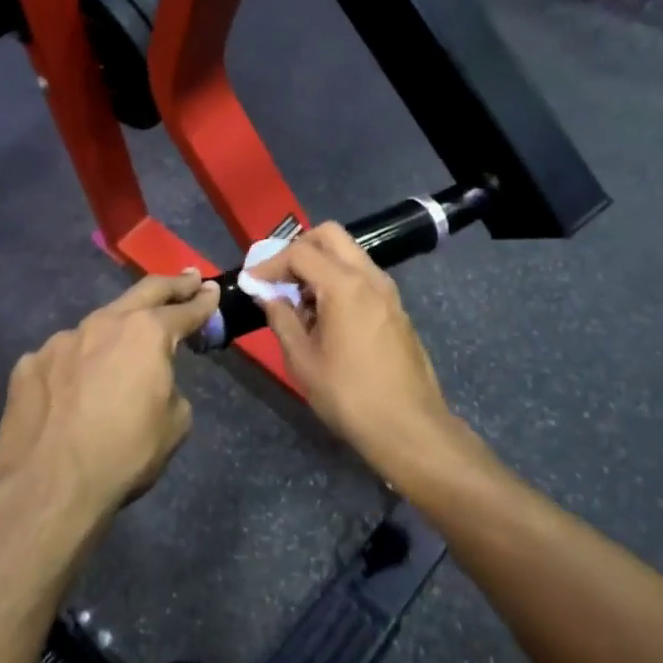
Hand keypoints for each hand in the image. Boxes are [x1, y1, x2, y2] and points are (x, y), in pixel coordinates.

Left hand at [0, 271, 218, 520]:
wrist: (48, 487)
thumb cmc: (124, 455)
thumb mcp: (175, 425)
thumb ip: (170, 388)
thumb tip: (154, 383)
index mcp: (147, 334)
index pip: (184, 310)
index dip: (203, 301)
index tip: (212, 290)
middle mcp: (104, 323)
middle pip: (144, 292)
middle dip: (171, 285)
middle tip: (188, 279)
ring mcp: (61, 340)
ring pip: (97, 326)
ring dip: (116, 331)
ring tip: (122, 347)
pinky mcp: (30, 363)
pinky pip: (62, 357)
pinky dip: (76, 365)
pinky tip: (74, 390)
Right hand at [246, 224, 459, 477]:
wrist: (409, 427)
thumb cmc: (349, 395)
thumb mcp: (303, 361)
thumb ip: (282, 319)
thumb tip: (269, 296)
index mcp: (344, 285)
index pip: (300, 252)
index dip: (271, 263)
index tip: (252, 281)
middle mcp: (369, 277)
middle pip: (330, 236)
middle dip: (299, 248)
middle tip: (278, 277)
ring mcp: (387, 291)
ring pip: (349, 253)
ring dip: (320, 263)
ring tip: (299, 299)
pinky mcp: (395, 307)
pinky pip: (362, 275)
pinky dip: (338, 279)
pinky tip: (325, 314)